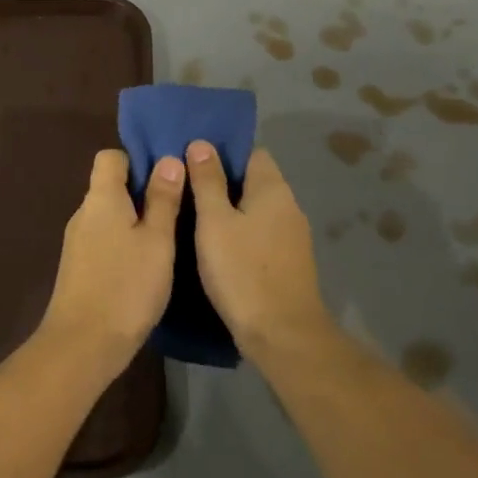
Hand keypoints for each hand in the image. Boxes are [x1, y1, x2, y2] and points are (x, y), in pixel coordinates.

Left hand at [36, 149, 184, 376]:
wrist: (83, 344)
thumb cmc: (126, 286)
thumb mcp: (157, 240)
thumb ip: (162, 199)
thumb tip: (167, 160)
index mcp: (101, 198)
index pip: (111, 157)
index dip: (138, 160)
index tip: (167, 178)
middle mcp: (83, 213)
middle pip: (110, 187)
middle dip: (142, 192)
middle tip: (178, 209)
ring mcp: (77, 242)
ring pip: (109, 216)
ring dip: (135, 221)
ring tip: (168, 238)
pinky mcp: (78, 268)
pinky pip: (104, 240)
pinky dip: (124, 243)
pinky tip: (145, 266)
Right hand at [185, 141, 334, 359]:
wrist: (282, 334)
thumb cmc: (242, 271)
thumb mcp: (214, 222)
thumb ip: (208, 181)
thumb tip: (201, 144)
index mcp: (273, 189)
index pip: (251, 153)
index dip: (222, 153)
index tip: (192, 162)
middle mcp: (288, 206)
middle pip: (253, 181)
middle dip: (222, 183)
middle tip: (185, 191)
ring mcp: (292, 236)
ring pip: (256, 210)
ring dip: (230, 211)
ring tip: (194, 219)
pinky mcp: (288, 262)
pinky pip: (260, 234)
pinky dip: (240, 234)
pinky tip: (217, 248)